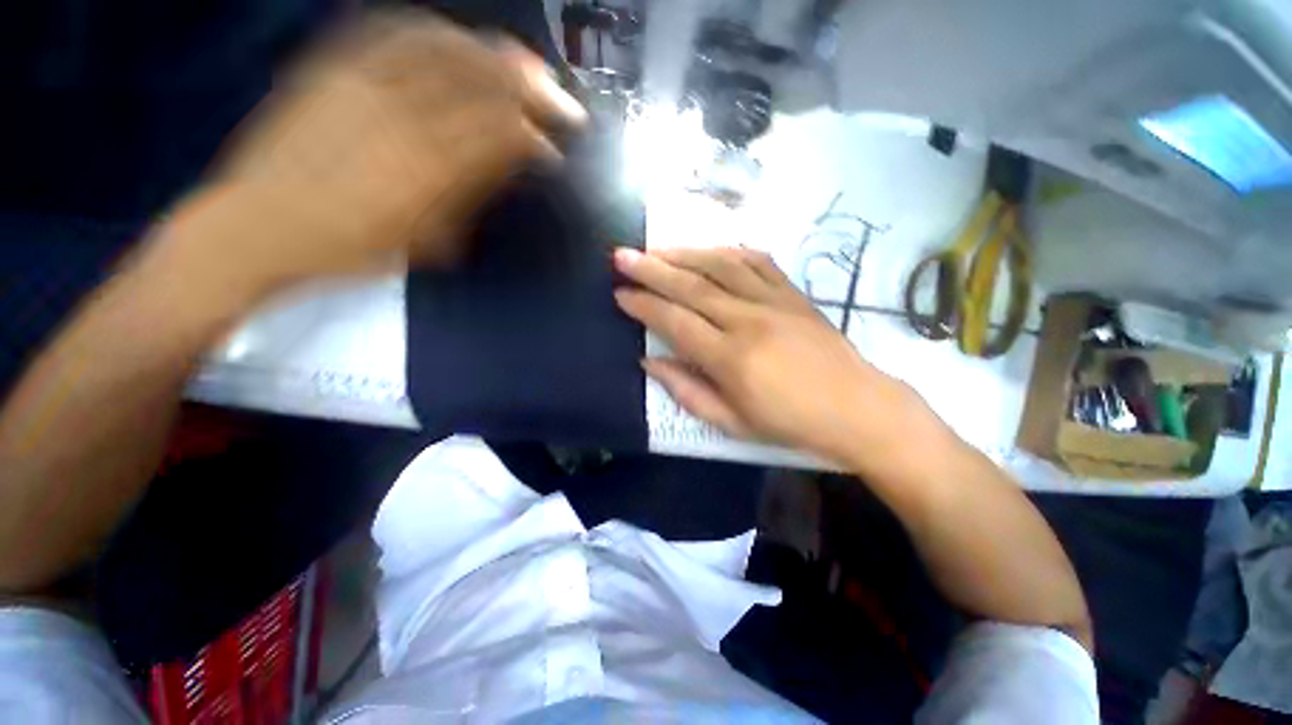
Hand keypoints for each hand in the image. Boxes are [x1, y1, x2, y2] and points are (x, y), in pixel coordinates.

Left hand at [154, 11, 585, 299]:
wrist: (258, 226)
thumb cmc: (348, 248)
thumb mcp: (422, 239)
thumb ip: (467, 195)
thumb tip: (506, 165)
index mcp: (426, 168)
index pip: (499, 134)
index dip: (534, 136)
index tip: (553, 147)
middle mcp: (400, 114)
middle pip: (480, 83)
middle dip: (530, 87)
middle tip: (558, 97)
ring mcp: (361, 81)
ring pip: (445, 49)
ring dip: (492, 54)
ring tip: (519, 63)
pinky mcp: (332, 66)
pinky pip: (392, 31)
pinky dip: (435, 31)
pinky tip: (456, 39)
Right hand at [613, 247, 921, 462]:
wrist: (856, 408)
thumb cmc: (789, 423)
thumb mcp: (731, 422)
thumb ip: (686, 390)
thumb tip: (649, 361)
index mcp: (730, 358)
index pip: (674, 322)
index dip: (643, 306)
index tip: (620, 294)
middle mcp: (748, 320)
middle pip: (690, 286)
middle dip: (651, 269)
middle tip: (622, 256)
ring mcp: (774, 301)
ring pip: (720, 266)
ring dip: (684, 254)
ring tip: (657, 250)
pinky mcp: (794, 294)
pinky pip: (758, 262)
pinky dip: (730, 252)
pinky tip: (711, 250)